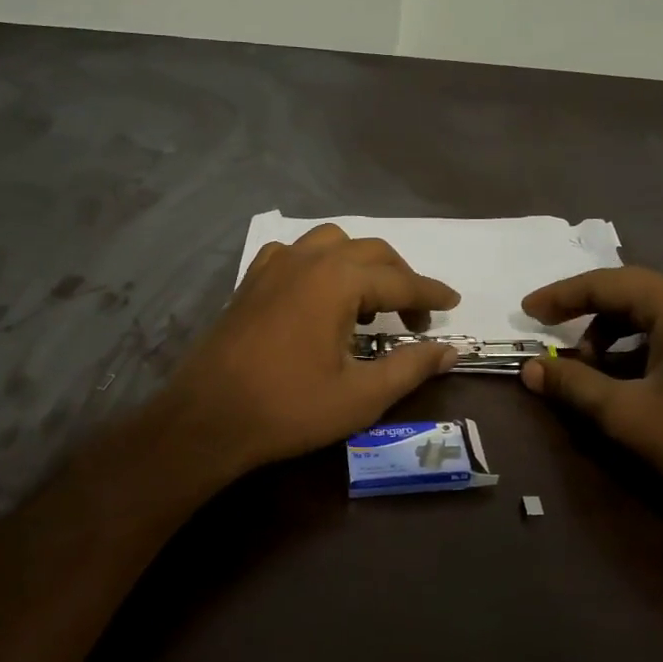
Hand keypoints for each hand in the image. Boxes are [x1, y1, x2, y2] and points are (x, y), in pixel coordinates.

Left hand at [157, 224, 459, 478]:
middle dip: (400, 279)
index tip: (453, 304)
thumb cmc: (289, 408)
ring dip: (360, 265)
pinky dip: (319, 264)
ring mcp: (273, 265)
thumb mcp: (361, 396)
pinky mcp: (251, 281)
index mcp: (338, 281)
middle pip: (371, 253)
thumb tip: (450, 350)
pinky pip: (295, 254)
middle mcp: (307, 259)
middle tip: (415, 318)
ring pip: (331, 243)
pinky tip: (318, 296)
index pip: (400, 281)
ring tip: (367, 304)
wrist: (208, 418)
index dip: (431, 295)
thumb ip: (411, 367)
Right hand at [519, 267, 662, 518]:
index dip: (561, 296)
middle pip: (631, 293)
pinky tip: (628, 380)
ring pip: (653, 315)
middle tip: (554, 341)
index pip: (607, 283)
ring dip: (614, 334)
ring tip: (591, 370)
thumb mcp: (624, 413)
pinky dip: (641, 348)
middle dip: (587, 315)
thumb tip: (529, 369)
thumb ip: (573, 384)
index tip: (527, 313)